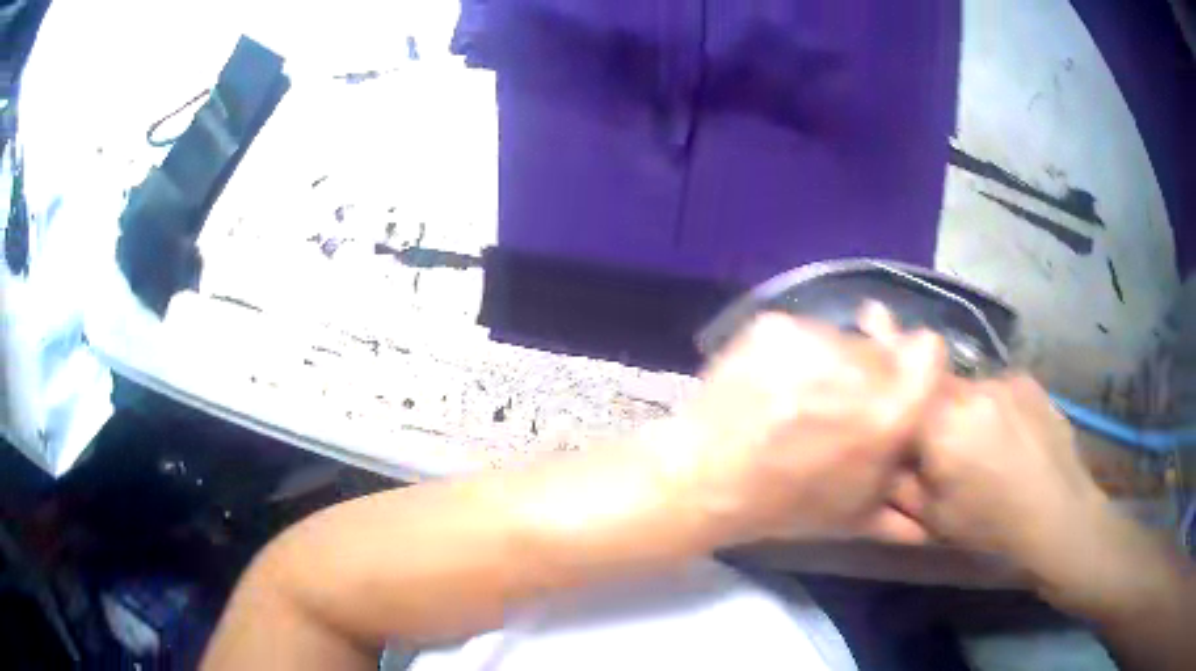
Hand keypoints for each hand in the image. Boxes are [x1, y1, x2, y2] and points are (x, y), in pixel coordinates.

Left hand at [656, 307, 945, 546]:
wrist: (703, 481)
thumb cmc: (784, 506)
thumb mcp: (855, 515)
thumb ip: (904, 509)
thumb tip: (930, 518)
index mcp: (889, 413)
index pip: (928, 351)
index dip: (915, 365)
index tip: (897, 383)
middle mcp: (860, 366)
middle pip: (880, 346)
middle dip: (867, 373)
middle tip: (835, 404)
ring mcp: (813, 339)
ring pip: (839, 338)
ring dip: (828, 364)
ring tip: (796, 399)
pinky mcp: (774, 325)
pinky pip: (799, 332)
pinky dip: (791, 354)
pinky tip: (769, 384)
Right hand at [909, 374, 1146, 607]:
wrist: (1058, 515)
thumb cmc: (991, 525)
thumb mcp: (933, 518)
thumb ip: (900, 481)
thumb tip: (884, 454)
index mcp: (942, 424)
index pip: (901, 392)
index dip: (901, 408)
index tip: (909, 436)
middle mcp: (972, 389)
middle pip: (938, 387)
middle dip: (938, 413)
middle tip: (951, 449)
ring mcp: (1005, 380)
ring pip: (971, 388)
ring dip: (970, 411)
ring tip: (989, 447)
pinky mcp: (1029, 381)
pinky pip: (1001, 389)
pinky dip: (999, 409)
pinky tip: (1015, 439)